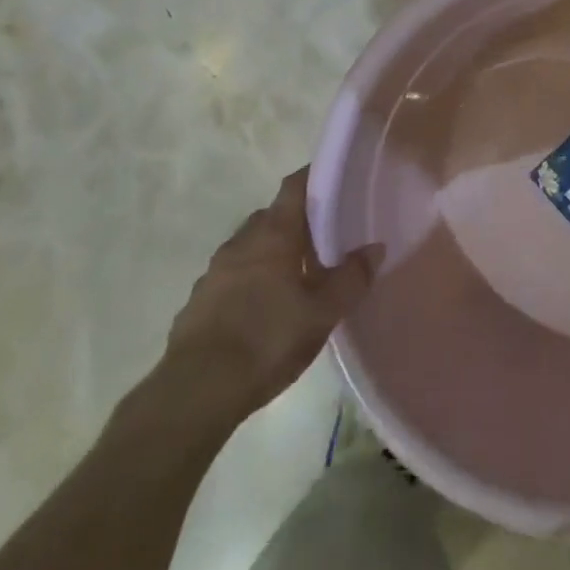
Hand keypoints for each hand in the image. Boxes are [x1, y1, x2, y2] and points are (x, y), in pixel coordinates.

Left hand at [145, 168, 381, 436]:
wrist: (195, 392)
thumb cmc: (267, 340)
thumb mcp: (323, 313)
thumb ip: (352, 278)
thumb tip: (374, 248)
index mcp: (273, 233)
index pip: (295, 186)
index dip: (315, 177)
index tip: (337, 181)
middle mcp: (242, 241)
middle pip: (274, 216)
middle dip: (298, 222)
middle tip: (326, 239)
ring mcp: (215, 270)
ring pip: (252, 247)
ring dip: (273, 253)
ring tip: (297, 278)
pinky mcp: (199, 300)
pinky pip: (233, 276)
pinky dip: (251, 280)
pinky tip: (264, 310)